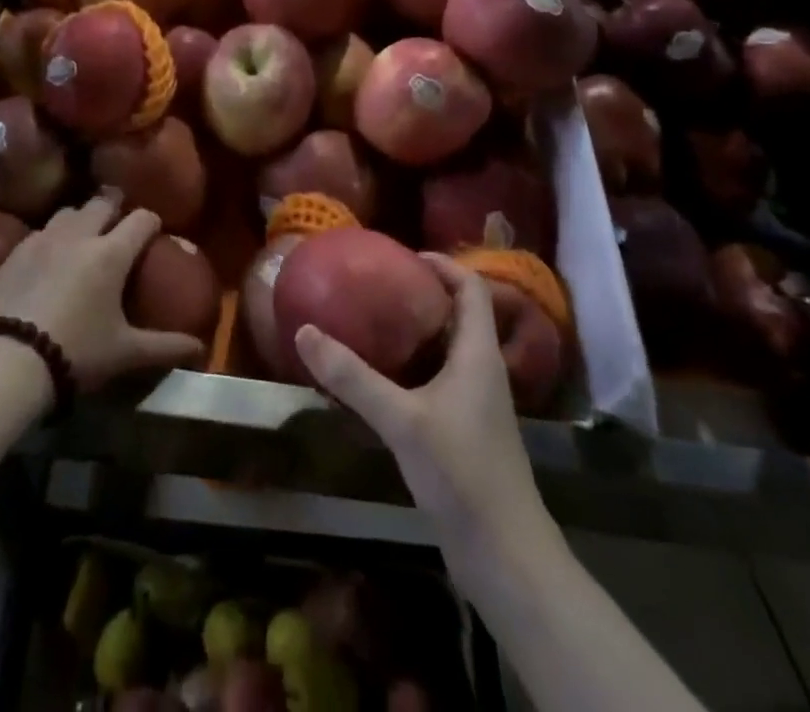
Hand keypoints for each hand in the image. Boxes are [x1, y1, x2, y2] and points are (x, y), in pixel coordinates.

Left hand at [0, 194, 205, 390]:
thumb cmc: (77, 352)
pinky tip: (50, 256)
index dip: (151, 222)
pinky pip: (40, 232)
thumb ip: (165, 346)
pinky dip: (52, 236)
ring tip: (84, 233)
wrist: (9, 361)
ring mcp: (43, 239)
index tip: (154, 232)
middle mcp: (79, 235)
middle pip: (102, 202)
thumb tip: (199, 347)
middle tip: (120, 219)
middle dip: (116, 206)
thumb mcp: (126, 353)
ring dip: (81, 216)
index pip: (141, 219)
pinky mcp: (15, 252)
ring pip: (68, 211)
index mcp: (111, 253)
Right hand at [294, 255, 550, 552]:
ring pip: (448, 349)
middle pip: (459, 314)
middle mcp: (482, 370)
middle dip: (422, 294)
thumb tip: (305, 331)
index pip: (471, 288)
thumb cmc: (461, 472)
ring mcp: (476, 403)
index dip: (443, 264)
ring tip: (372, 322)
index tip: (403, 255)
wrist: (504, 555)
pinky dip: (413, 367)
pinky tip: (380, 378)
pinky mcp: (465, 431)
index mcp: (478, 353)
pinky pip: (439, 380)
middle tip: (377, 285)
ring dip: (416, 332)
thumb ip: (353, 376)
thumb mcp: (401, 419)